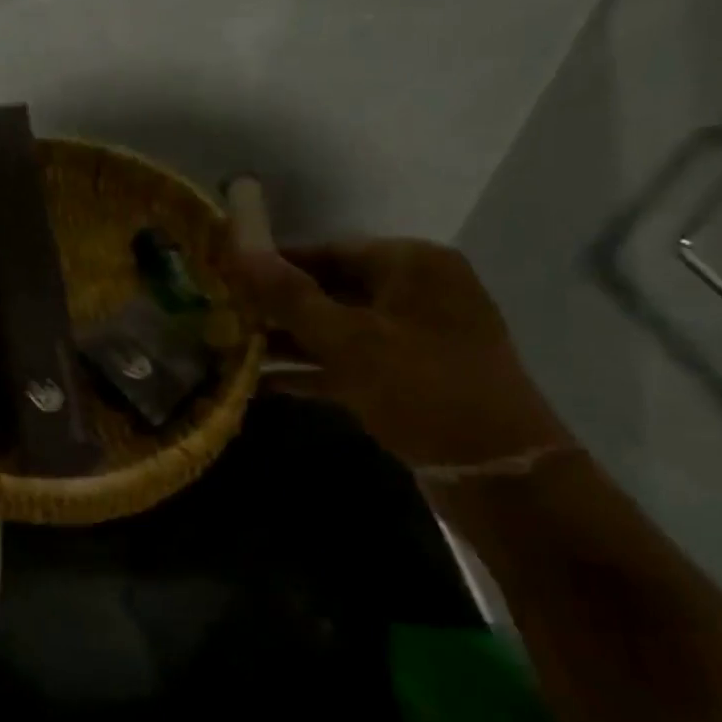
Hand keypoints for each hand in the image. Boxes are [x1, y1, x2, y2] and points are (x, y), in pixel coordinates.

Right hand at [232, 240, 571, 473]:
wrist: (497, 471)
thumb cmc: (422, 388)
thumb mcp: (349, 339)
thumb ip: (290, 296)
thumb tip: (239, 250)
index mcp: (412, 265)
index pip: (330, 251)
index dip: (276, 264)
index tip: (228, 277)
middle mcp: (416, 292)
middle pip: (332, 289)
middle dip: (278, 307)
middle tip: (224, 317)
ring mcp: (414, 337)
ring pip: (339, 329)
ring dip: (289, 341)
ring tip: (232, 350)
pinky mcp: (409, 376)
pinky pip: (351, 362)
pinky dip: (312, 371)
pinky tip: (264, 385)